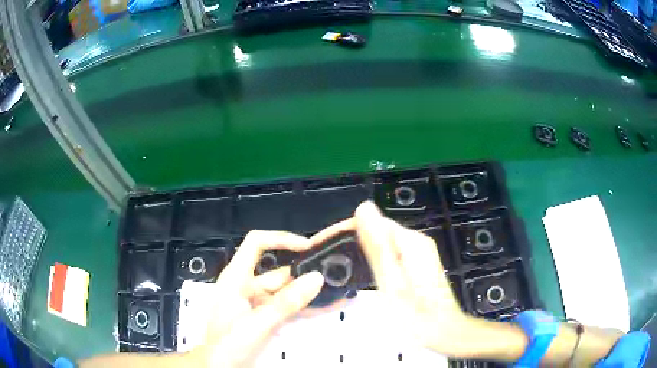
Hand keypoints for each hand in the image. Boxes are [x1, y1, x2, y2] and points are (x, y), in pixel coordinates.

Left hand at [189, 230, 324, 367]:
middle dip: (304, 274)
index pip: (256, 244)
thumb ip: (287, 302)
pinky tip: (323, 307)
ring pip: (285, 292)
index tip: (307, 247)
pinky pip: (286, 307)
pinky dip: (303, 307)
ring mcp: (255, 302)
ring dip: (308, 293)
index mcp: (236, 278)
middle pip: (278, 272)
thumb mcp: (257, 322)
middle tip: (333, 274)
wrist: (218, 367)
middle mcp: (246, 286)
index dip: (281, 239)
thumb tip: (315, 278)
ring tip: (335, 292)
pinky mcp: (263, 316)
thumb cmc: (227, 343)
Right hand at [312, 201, 472, 355]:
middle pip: (377, 231)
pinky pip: (388, 255)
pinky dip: (371, 261)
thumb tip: (364, 208)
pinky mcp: (416, 266)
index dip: (344, 230)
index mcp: (411, 242)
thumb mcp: (392, 284)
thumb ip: (378, 247)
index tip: (322, 244)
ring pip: (381, 244)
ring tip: (334, 265)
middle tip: (324, 258)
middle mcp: (416, 243)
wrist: (444, 335)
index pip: (372, 221)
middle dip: (349, 240)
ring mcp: (418, 255)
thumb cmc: (417, 317)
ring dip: (358, 250)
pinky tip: (358, 273)